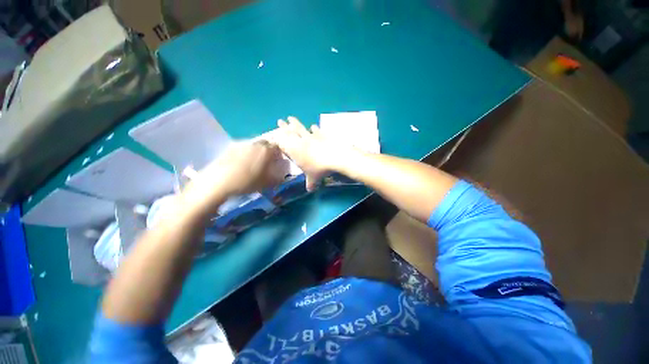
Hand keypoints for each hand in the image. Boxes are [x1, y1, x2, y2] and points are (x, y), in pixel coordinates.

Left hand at [182, 141, 284, 211]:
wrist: (219, 180)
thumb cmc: (245, 183)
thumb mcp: (264, 184)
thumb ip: (275, 179)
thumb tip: (282, 177)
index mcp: (266, 150)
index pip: (277, 148)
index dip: (279, 155)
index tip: (277, 163)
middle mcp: (255, 143)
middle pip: (265, 144)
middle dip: (266, 152)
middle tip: (265, 164)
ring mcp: (241, 144)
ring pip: (252, 146)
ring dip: (254, 152)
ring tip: (251, 166)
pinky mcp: (230, 147)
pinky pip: (241, 149)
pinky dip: (243, 154)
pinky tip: (239, 166)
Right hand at [274, 116, 352, 190]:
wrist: (335, 156)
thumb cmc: (319, 168)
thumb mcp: (313, 178)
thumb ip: (310, 183)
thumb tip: (310, 190)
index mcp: (294, 152)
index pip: (283, 144)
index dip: (277, 139)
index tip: (272, 135)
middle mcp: (300, 142)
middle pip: (289, 132)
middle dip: (283, 127)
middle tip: (279, 121)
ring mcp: (311, 136)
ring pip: (300, 128)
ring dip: (295, 123)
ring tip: (290, 118)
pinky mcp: (321, 134)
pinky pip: (315, 130)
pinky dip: (313, 128)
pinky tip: (313, 126)